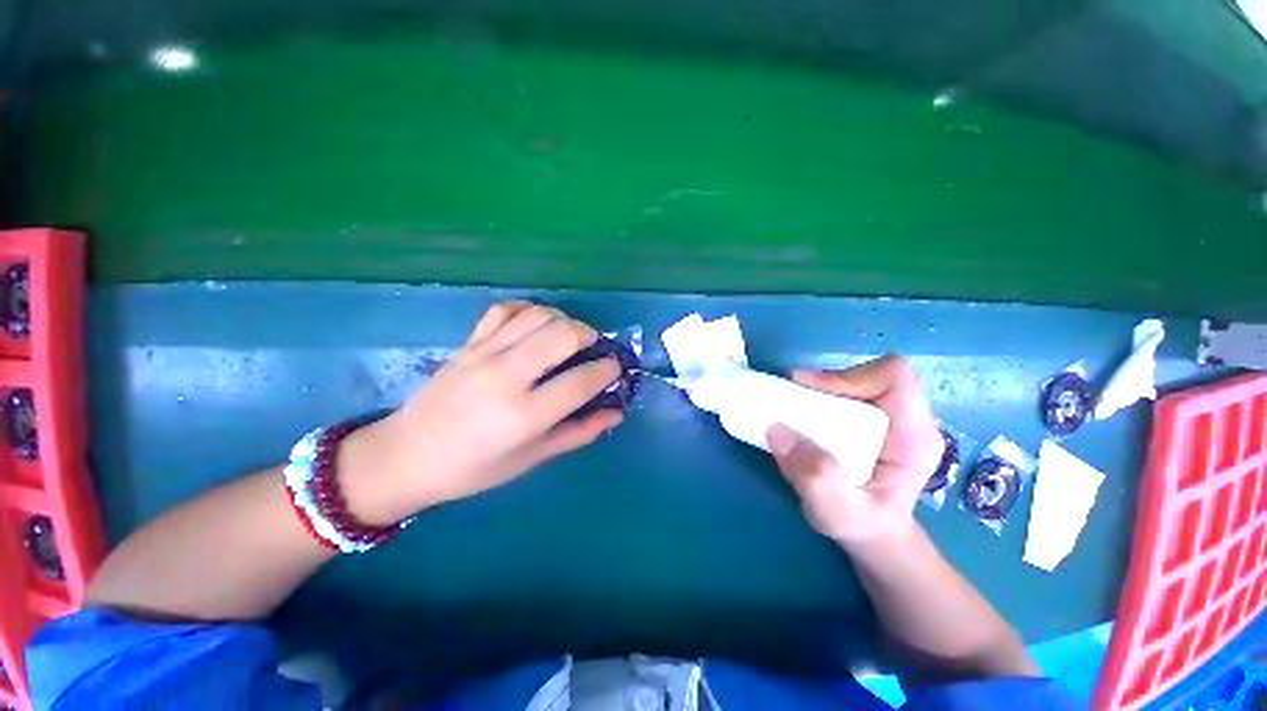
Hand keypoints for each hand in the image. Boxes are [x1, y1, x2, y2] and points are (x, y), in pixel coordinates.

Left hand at [340, 301, 623, 524]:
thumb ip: (579, 433)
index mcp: (524, 415)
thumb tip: (616, 414)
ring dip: (564, 320)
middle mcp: (507, 376)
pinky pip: (505, 310)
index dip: (608, 370)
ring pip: (538, 315)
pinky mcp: (468, 342)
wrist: (405, 456)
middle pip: (563, 334)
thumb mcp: (532, 459)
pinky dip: (529, 310)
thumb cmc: (473, 469)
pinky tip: (535, 325)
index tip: (615, 369)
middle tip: (595, 348)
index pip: (582, 380)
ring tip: (568, 337)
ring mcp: (484, 353)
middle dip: (590, 335)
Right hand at [765, 354, 943, 548]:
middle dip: (829, 382)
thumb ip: (815, 478)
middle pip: (872, 373)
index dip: (848, 376)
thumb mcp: (836, 513)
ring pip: (858, 378)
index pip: (893, 379)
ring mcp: (892, 417)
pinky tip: (806, 416)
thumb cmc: (862, 526)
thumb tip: (777, 430)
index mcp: (914, 438)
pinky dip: (821, 396)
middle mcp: (908, 419)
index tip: (808, 390)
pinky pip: (848, 392)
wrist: (874, 534)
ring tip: (796, 409)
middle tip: (794, 400)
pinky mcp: (873, 419)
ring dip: (821, 389)